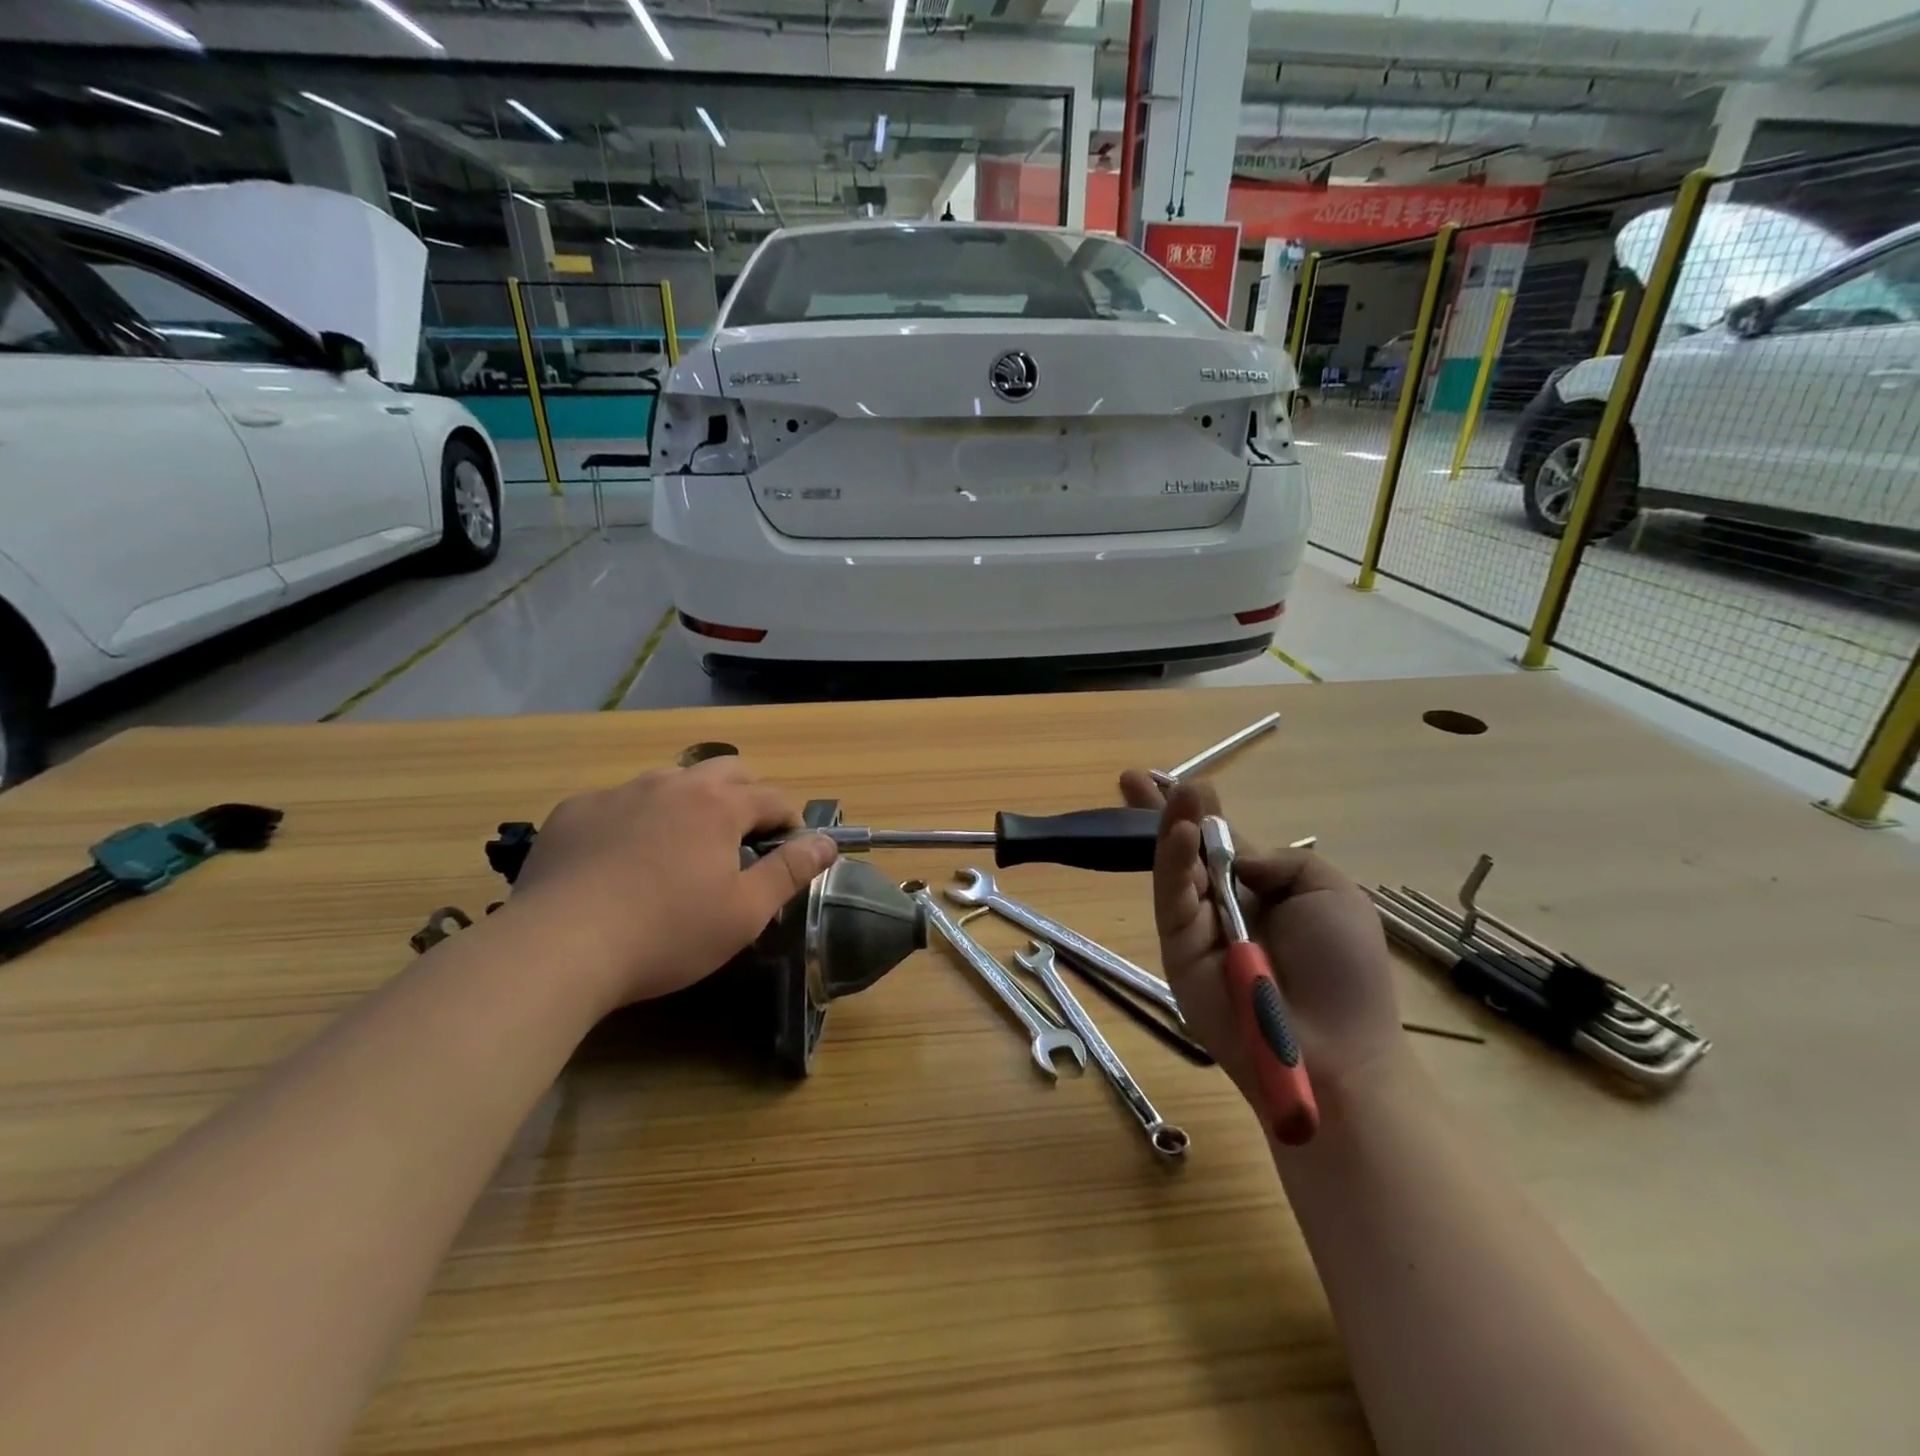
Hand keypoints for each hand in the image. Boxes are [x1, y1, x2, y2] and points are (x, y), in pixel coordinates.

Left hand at [506, 759, 837, 1011]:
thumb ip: (791, 870)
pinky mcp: (575, 810)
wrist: (558, 947)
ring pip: (671, 781)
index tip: (790, 848)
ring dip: (691, 803)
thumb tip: (827, 841)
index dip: (790, 820)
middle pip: (726, 770)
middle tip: (743, 840)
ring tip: (682, 848)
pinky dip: (636, 819)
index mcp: (719, 805)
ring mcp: (619, 792)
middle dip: (746, 796)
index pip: (772, 797)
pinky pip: (620, 802)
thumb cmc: (666, 933)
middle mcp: (672, 783)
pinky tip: (621, 860)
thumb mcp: (744, 912)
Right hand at [1119, 770, 1403, 1112]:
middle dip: (1162, 813)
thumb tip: (1236, 857)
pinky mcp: (1177, 951)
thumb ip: (1284, 861)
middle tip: (1133, 778)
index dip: (1199, 814)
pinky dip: (1172, 864)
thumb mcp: (1332, 893)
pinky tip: (1178, 834)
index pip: (1220, 843)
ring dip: (1169, 827)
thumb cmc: (1344, 972)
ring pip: (1174, 869)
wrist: (1334, 1051)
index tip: (1178, 780)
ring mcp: (1197, 928)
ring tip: (1170, 791)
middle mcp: (1223, 906)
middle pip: (1183, 850)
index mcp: (1261, 892)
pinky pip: (1172, 900)